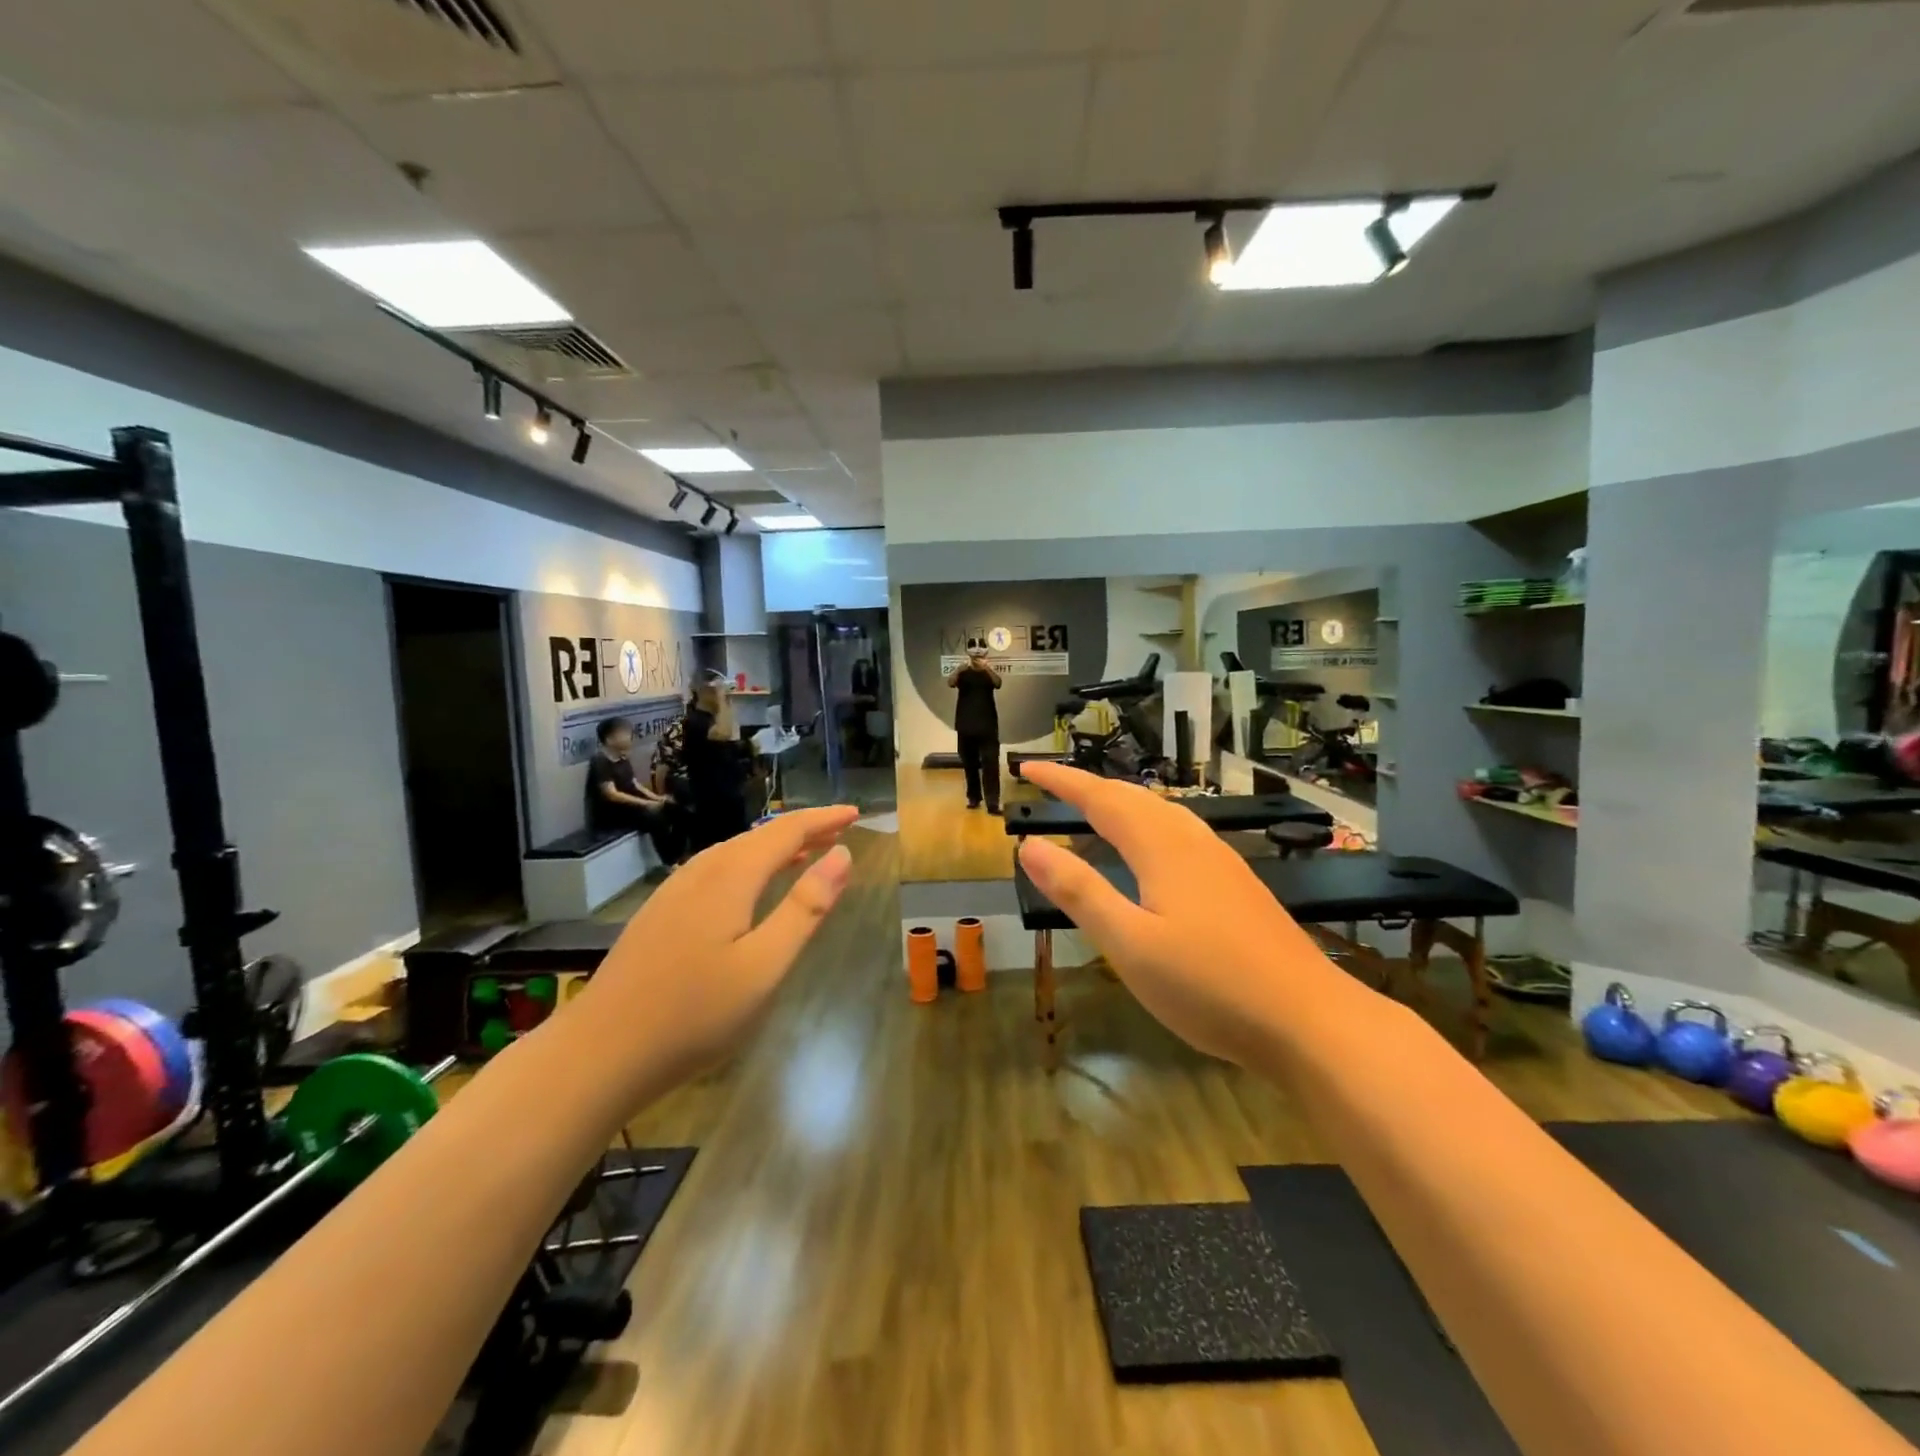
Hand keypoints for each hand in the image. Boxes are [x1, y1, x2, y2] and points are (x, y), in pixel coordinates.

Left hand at [574, 806, 858, 1090]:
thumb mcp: (765, 965)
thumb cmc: (694, 1014)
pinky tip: (751, 888)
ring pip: (734, 852)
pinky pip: (715, 870)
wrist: (599, 1053)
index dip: (823, 819)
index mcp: (730, 877)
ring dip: (775, 847)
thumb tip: (842, 855)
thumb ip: (805, 908)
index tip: (856, 813)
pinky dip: (748, 865)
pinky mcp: (660, 913)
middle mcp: (701, 872)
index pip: (786, 831)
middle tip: (839, 831)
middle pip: (759, 837)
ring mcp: (674, 892)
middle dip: (802, 830)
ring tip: (806, 853)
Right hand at [1016, 764, 1324, 1064]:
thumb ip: (1079, 892)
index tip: (1026, 768)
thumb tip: (1031, 846)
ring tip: (1092, 810)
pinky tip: (1151, 851)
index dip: (1062, 780)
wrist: (1309, 1020)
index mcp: (1161, 848)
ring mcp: (1221, 861)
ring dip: (1120, 802)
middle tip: (1051, 785)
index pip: (1101, 798)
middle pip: (1133, 797)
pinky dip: (1147, 823)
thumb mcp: (1130, 944)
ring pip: (1161, 812)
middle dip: (1088, 786)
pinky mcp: (1237, 884)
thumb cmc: (1210, 985)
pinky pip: (1180, 832)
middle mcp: (1192, 842)